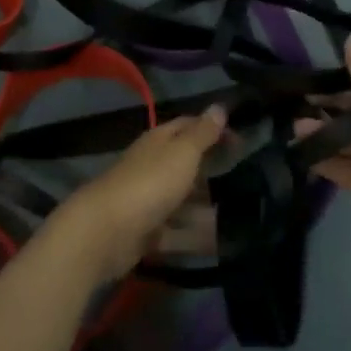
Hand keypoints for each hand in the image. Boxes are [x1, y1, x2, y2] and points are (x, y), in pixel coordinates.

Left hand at [51, 107, 226, 283]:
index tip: (241, 141)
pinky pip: (176, 232)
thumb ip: (202, 133)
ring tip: (238, 215)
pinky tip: (219, 243)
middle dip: (210, 169)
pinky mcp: (145, 232)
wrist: (106, 231)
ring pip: (181, 199)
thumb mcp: (182, 153)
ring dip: (205, 206)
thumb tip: (219, 106)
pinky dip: (195, 236)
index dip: (213, 129)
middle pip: (184, 163)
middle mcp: (151, 166)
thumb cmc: (150, 183)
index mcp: (158, 141)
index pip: (187, 126)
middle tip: (245, 179)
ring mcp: (147, 200)